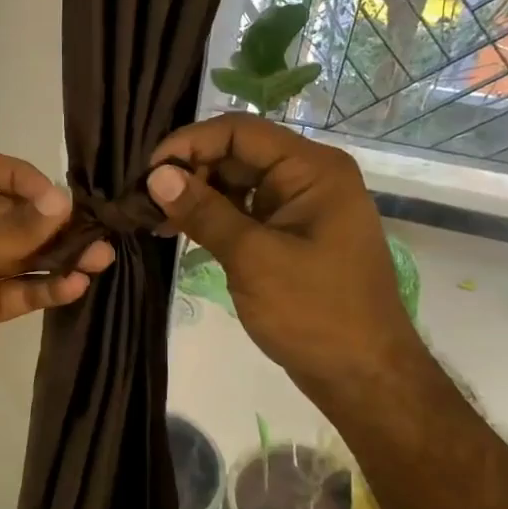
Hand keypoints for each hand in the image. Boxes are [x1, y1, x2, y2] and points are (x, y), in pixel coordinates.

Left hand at [0, 149, 114, 429]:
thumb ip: (8, 230)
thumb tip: (62, 201)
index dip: (20, 176)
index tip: (55, 199)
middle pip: (11, 213)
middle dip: (51, 221)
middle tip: (97, 230)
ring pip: (22, 254)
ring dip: (59, 254)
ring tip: (100, 258)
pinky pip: (20, 291)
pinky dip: (47, 288)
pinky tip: (77, 286)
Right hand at [145, 115, 430, 412]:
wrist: (364, 377)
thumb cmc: (315, 313)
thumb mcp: (253, 258)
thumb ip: (203, 212)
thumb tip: (156, 176)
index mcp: (312, 169)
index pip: (239, 131)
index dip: (188, 143)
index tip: (147, 172)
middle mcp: (307, 177)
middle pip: (235, 153)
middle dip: (188, 170)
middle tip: (143, 200)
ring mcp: (298, 206)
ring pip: (234, 182)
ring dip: (194, 194)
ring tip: (152, 217)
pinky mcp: (288, 233)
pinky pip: (241, 209)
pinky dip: (210, 216)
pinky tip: (176, 230)